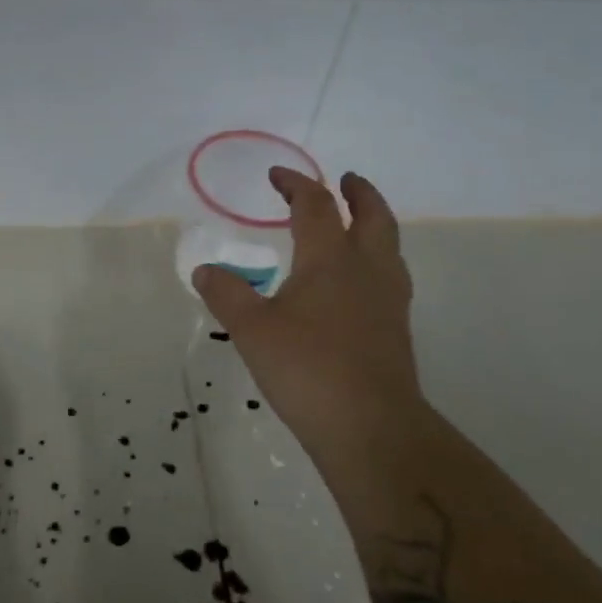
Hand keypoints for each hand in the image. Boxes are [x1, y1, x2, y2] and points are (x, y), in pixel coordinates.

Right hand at [193, 167, 421, 458]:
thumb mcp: (251, 329)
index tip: (277, 175)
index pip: (316, 205)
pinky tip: (358, 283)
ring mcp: (388, 300)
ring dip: (374, 224)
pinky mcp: (396, 329)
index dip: (296, 184)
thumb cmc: (306, 367)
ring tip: (358, 225)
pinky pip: (389, 276)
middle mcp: (366, 269)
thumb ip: (227, 294)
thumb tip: (205, 270)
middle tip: (347, 180)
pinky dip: (375, 260)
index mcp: (330, 259)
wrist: (371, 427)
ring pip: (389, 246)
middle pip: (373, 216)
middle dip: (359, 193)